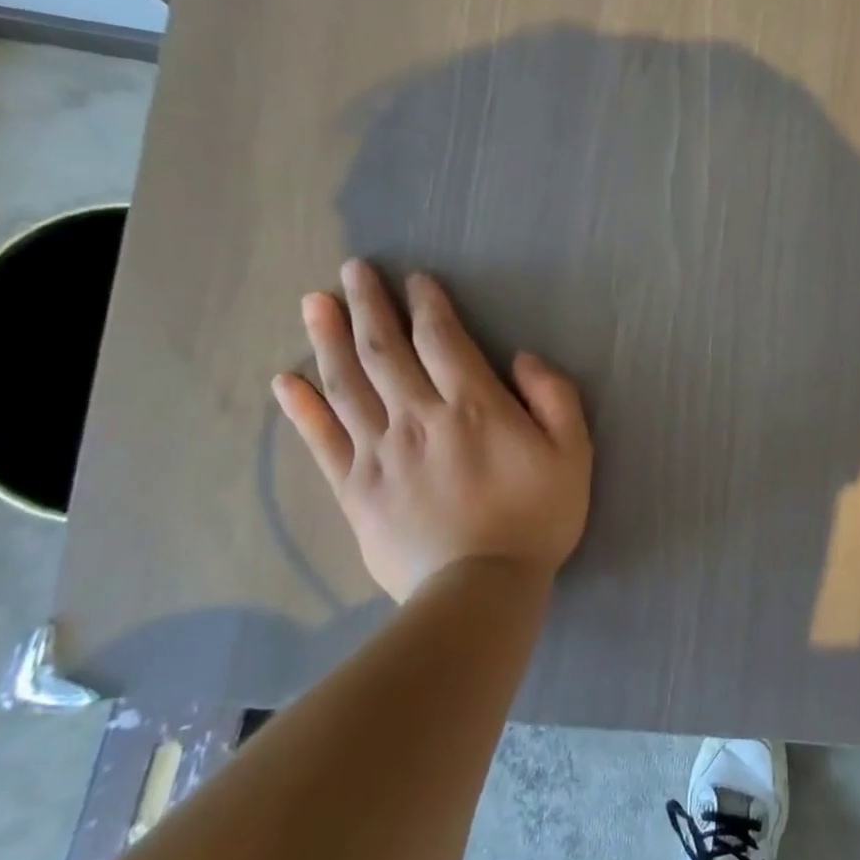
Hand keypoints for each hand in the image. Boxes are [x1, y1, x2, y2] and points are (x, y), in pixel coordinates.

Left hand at [271, 260, 591, 601]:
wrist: (481, 589)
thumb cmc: (536, 517)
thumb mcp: (573, 453)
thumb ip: (555, 397)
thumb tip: (522, 358)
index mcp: (473, 407)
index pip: (442, 340)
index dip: (428, 305)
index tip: (416, 280)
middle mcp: (418, 418)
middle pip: (385, 351)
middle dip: (369, 305)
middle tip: (352, 270)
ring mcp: (380, 452)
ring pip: (348, 384)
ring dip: (329, 338)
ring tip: (313, 302)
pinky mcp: (355, 488)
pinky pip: (322, 440)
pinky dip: (302, 408)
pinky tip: (285, 380)